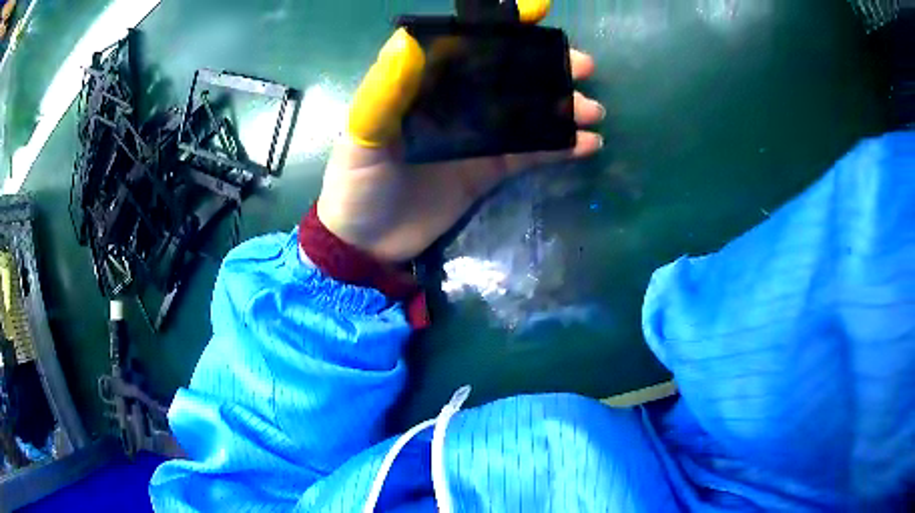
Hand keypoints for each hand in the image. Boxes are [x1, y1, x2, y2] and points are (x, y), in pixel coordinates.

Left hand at [317, 9, 604, 263]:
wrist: (367, 244)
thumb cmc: (357, 186)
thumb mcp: (363, 137)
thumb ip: (385, 92)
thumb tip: (405, 39)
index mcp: (424, 86)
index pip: (466, 47)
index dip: (503, 30)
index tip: (540, 15)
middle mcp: (454, 104)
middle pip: (507, 76)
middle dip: (548, 68)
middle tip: (585, 68)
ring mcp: (476, 138)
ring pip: (527, 114)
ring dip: (562, 108)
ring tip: (593, 110)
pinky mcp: (488, 171)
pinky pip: (530, 153)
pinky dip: (559, 147)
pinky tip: (586, 144)